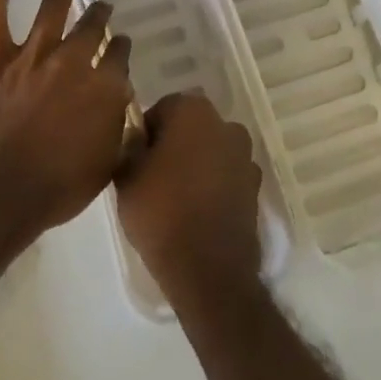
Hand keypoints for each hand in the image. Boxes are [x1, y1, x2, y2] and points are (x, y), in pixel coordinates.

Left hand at [0, 0, 133, 243]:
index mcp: (103, 88)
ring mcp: (34, 56)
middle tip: (103, 5)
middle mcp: (73, 61)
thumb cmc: (58, 188)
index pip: (119, 57)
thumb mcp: (105, 166)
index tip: (123, 43)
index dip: (122, 48)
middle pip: (92, 27)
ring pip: (52, 8)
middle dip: (100, 14)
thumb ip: (118, 133)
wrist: (1, 191)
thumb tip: (123, 112)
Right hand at [115, 93, 263, 312]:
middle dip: (174, 145)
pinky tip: (197, 211)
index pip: (162, 109)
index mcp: (192, 110)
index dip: (146, 134)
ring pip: (210, 151)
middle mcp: (224, 124)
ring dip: (196, 164)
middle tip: (153, 178)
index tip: (137, 161)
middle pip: (190, 127)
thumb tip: (137, 137)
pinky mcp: (255, 188)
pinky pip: (226, 176)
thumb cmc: (161, 213)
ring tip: (176, 198)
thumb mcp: (126, 176)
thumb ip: (129, 146)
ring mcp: (244, 156)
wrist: (208, 271)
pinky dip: (214, 185)